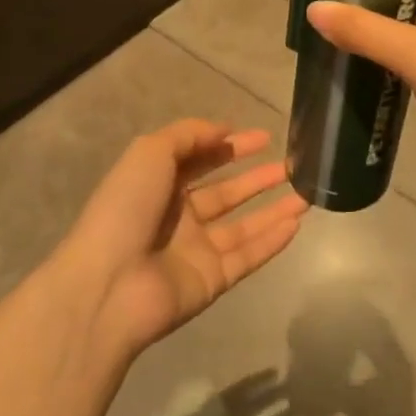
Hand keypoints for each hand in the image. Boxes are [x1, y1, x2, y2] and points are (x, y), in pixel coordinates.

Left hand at [58, 121, 304, 354]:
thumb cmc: (126, 208)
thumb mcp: (150, 153)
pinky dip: (272, 241)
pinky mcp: (212, 280)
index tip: (264, 137)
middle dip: (257, 178)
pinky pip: (248, 256)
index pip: (201, 160)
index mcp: (158, 184)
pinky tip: (297, 223)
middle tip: (292, 165)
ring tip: (307, 193)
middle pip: (226, 193)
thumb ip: (188, 135)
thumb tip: (224, 130)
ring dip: (273, 209)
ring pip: (244, 225)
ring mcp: (196, 250)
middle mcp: (178, 216)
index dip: (230, 147)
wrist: (109, 285)